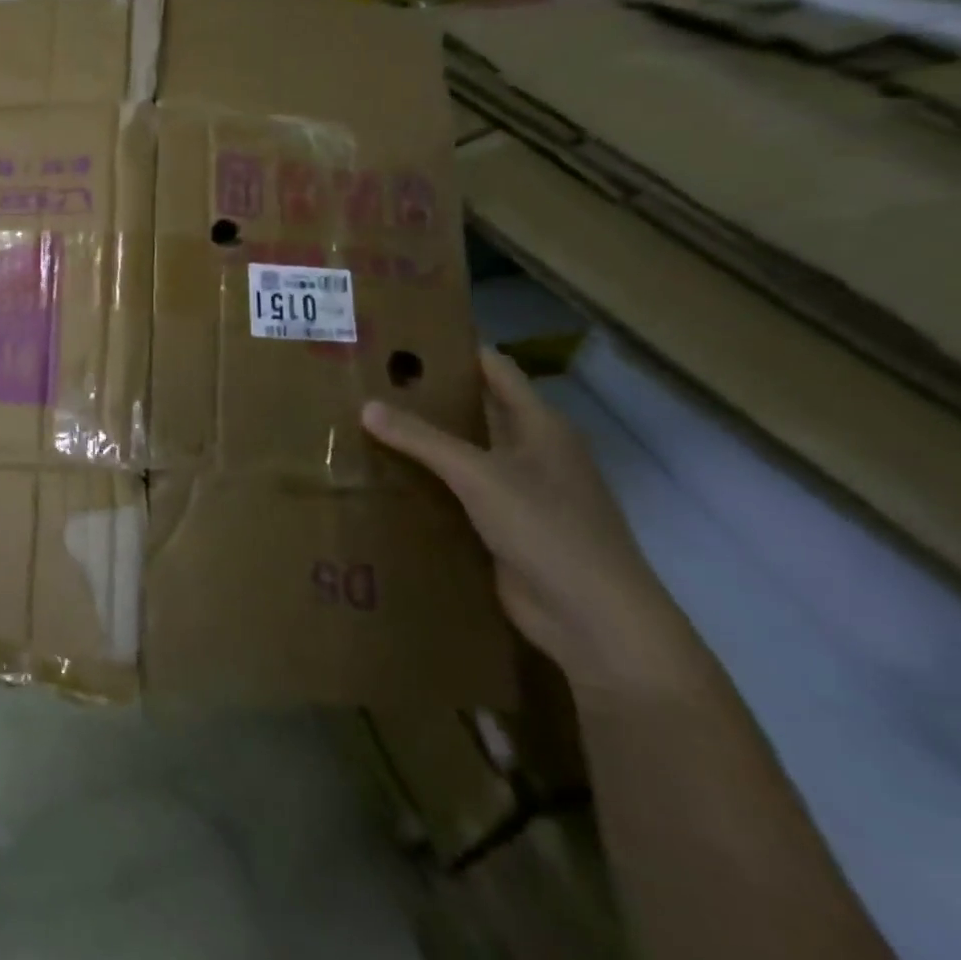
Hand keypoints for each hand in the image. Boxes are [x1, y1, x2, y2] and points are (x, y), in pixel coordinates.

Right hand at [362, 347, 701, 698]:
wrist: (595, 621)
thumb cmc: (548, 529)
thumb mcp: (479, 475)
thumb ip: (422, 438)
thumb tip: (366, 405)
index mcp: (540, 425)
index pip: (494, 368)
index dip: (454, 350)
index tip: (402, 338)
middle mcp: (532, 451)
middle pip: (475, 409)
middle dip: (428, 397)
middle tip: (369, 381)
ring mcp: (520, 491)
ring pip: (464, 453)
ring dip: (424, 442)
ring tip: (365, 423)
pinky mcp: (504, 527)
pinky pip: (459, 493)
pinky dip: (428, 482)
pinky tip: (386, 476)